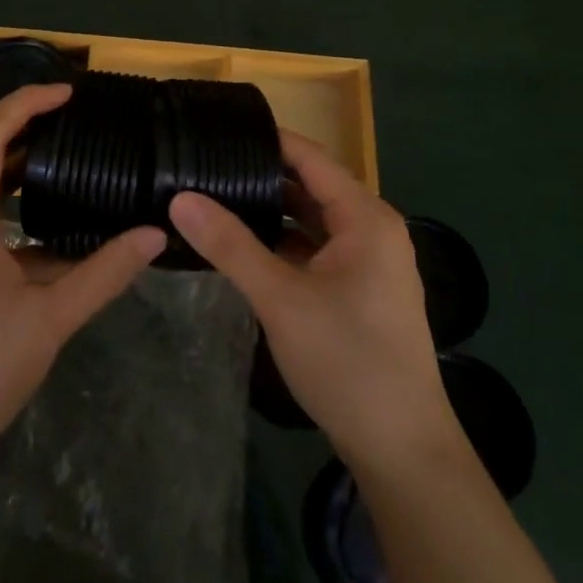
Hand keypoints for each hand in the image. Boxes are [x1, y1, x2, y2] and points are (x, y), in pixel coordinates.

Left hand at [0, 83, 165, 485]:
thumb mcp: (49, 320)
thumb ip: (103, 273)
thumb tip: (154, 235)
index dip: (27, 103)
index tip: (70, 93)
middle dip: (25, 122)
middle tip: (76, 117)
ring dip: (18, 160)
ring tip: (67, 153)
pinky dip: (12, 199)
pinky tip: (51, 219)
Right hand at [169, 131, 453, 470]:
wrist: (402, 450)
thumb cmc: (347, 362)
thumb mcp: (281, 299)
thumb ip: (230, 245)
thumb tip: (180, 198)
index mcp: (364, 217)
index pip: (309, 157)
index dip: (266, 140)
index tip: (216, 131)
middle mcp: (371, 229)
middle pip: (310, 185)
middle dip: (260, 175)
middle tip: (204, 165)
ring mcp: (367, 261)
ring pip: (310, 219)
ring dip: (270, 210)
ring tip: (214, 197)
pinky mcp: (358, 289)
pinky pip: (314, 248)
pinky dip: (282, 242)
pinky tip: (242, 245)